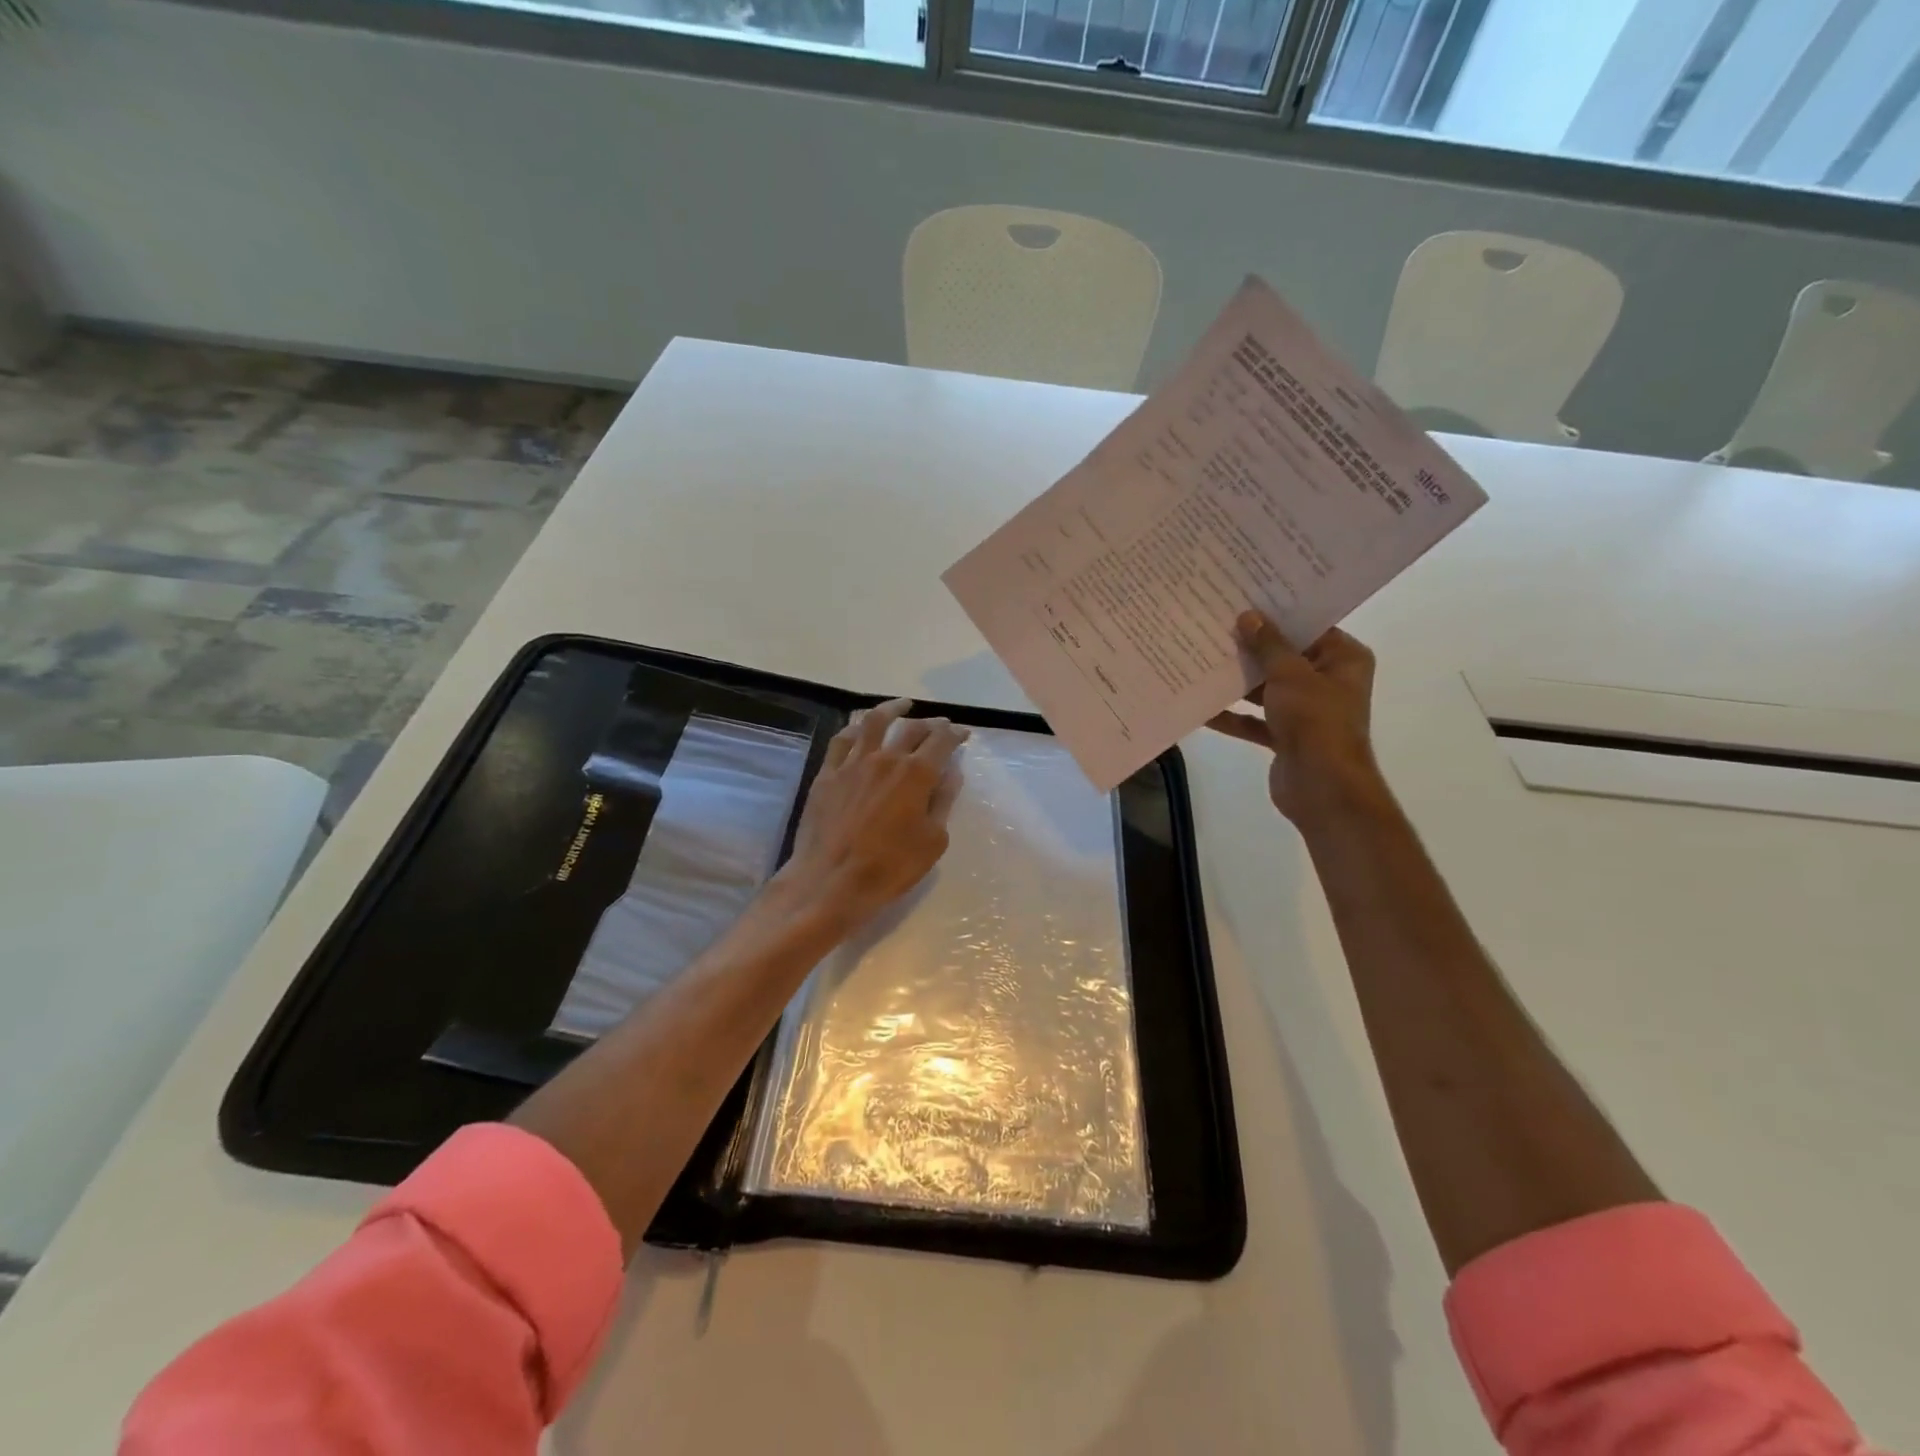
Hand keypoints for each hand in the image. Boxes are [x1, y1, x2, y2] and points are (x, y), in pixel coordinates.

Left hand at [778, 697, 967, 930]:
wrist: (830, 882)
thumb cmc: (889, 868)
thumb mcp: (932, 841)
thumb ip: (943, 802)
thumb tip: (951, 773)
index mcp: (916, 774)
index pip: (941, 742)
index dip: (955, 734)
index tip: (963, 733)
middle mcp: (885, 759)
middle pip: (911, 729)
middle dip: (930, 723)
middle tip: (940, 724)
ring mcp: (852, 764)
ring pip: (873, 723)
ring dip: (892, 709)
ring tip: (902, 705)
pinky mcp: (827, 774)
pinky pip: (842, 740)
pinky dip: (855, 728)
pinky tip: (860, 728)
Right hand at [1209, 610, 1383, 823]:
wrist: (1322, 787)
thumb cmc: (1315, 721)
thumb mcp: (1289, 674)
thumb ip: (1268, 645)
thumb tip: (1248, 615)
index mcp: (1343, 660)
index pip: (1310, 627)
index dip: (1278, 614)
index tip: (1244, 599)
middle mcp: (1328, 682)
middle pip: (1284, 658)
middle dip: (1251, 648)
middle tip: (1214, 625)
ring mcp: (1306, 712)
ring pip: (1266, 689)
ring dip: (1237, 682)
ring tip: (1201, 660)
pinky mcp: (1285, 737)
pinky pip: (1255, 720)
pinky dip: (1233, 715)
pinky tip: (1202, 707)